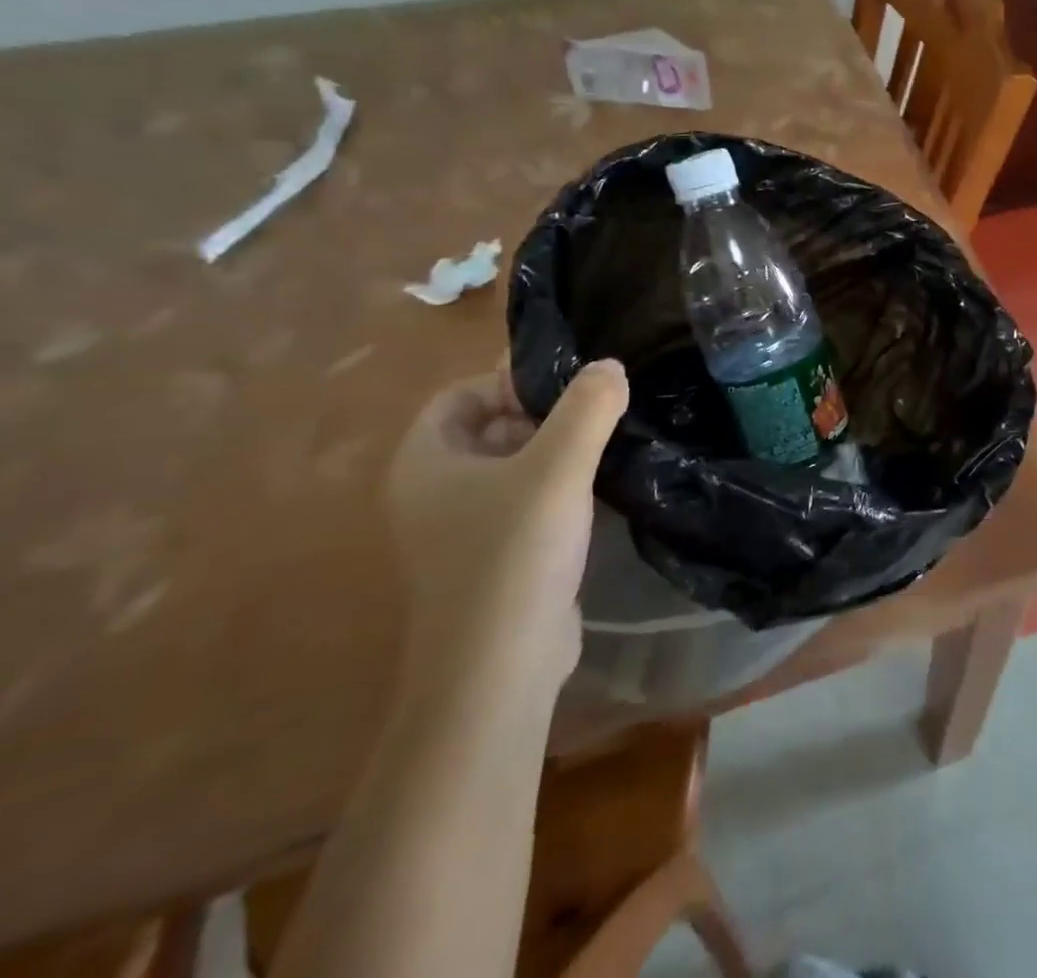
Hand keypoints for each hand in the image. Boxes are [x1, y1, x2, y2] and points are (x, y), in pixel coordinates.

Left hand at [385, 359, 627, 696]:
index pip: (462, 394)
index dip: (511, 381)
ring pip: (511, 467)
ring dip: (556, 452)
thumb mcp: (558, 469)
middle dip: (542, 415)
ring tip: (607, 447)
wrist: (499, 671)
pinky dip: (557, 490)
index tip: (569, 390)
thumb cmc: (514, 555)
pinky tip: (597, 492)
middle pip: (488, 427)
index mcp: (425, 462)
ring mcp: (460, 531)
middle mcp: (433, 492)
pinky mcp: (493, 559)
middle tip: (597, 416)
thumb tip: (610, 366)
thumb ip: (588, 409)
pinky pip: (523, 504)